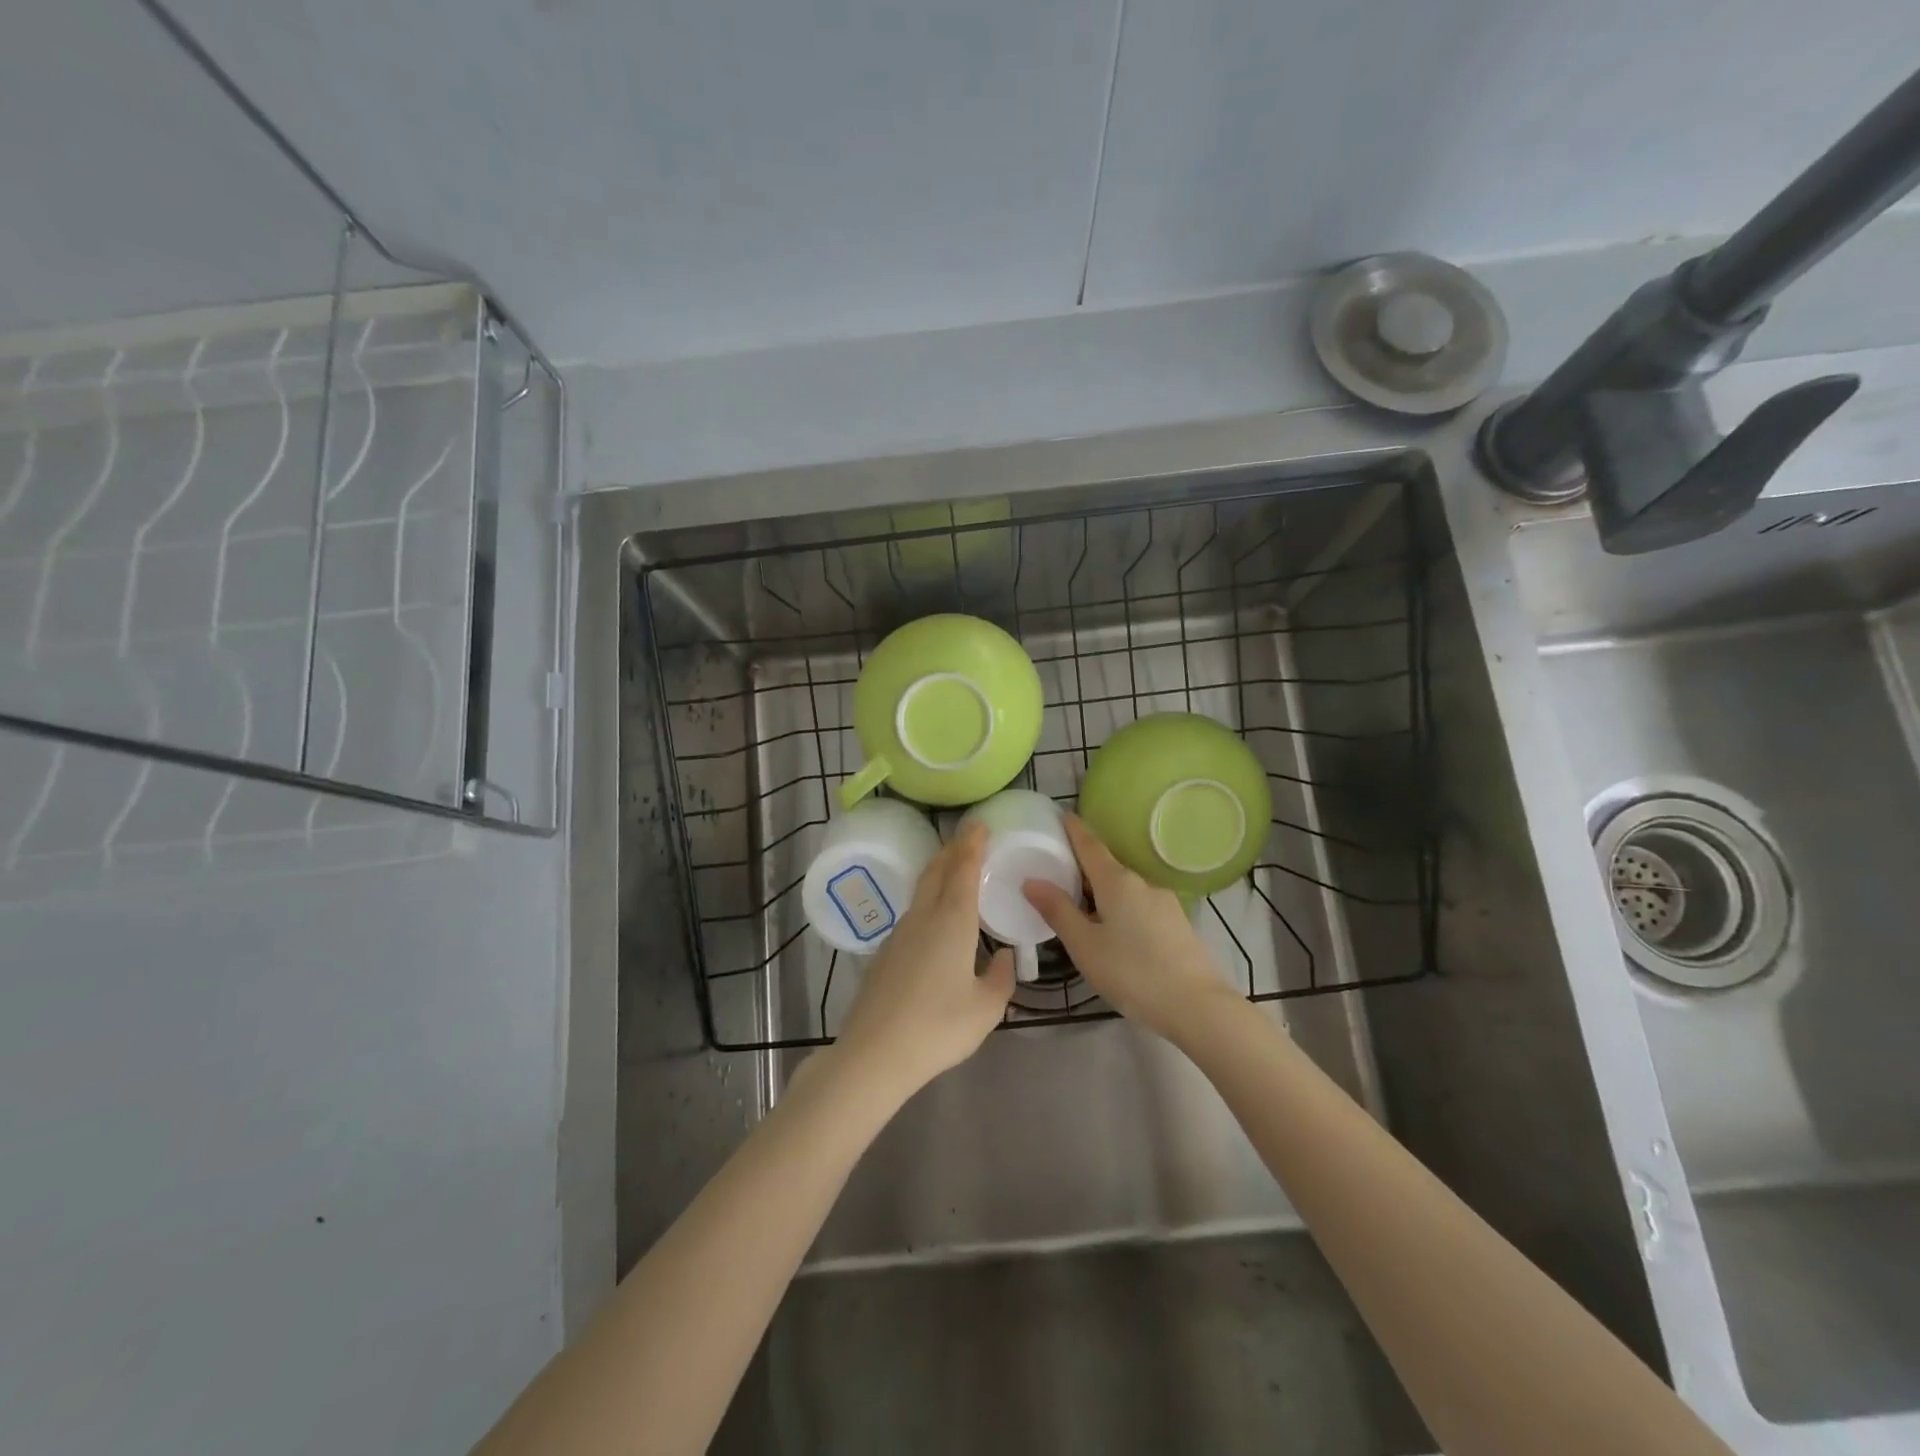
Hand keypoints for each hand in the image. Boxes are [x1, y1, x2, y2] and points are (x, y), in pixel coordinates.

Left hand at [834, 823, 1014, 1097]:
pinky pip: (912, 914)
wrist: (875, 1053)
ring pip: (921, 891)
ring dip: (938, 873)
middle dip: (952, 850)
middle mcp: (923, 917)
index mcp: (952, 921)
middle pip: (936, 871)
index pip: (962, 869)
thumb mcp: (986, 1009)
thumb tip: (1004, 958)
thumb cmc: (938, 1027)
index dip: (972, 844)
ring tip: (954, 871)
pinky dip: (928, 901)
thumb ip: (1001, 979)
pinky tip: (935, 920)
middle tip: (968, 838)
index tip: (979, 825)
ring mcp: (899, 934)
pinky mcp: (885, 954)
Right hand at [1023, 813, 1233, 1039]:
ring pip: (1124, 888)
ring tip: (1081, 907)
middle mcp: (1142, 883)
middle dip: (1083, 865)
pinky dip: (1120, 906)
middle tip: (1058, 871)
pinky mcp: (1176, 923)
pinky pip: (1139, 904)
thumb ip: (1058, 911)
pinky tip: (1113, 931)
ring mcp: (1163, 902)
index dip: (1075, 830)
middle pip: (1107, 866)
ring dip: (1102, 890)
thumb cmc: (1132, 973)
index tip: (1062, 815)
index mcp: (1117, 881)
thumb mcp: (1085, 945)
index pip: (1090, 845)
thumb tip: (1032, 881)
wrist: (1197, 1006)